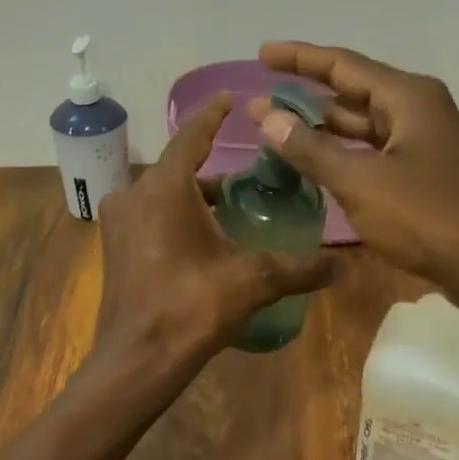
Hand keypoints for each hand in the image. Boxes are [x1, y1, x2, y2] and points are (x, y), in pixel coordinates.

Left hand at [93, 92, 332, 377]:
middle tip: (251, 169)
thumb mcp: (252, 281)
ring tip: (235, 204)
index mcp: (163, 189)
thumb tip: (342, 266)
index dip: (213, 116)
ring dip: (195, 196)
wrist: (138, 360)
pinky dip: (177, 216)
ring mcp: (119, 224)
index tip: (230, 100)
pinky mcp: (116, 250)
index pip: (190, 137)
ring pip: (163, 195)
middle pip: (178, 169)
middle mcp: (133, 196)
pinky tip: (207, 237)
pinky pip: (151, 217)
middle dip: (212, 166)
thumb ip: (298, 268)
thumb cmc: (191, 307)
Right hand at [248, 42, 458, 285]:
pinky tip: (314, 159)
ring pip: (362, 122)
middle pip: (353, 89)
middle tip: (262, 96)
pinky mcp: (421, 168)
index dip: (300, 58)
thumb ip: (311, 148)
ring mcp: (421, 139)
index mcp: (407, 97)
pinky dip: (342, 150)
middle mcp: (416, 108)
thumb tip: (267, 117)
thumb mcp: (360, 182)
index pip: (343, 65)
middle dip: (306, 93)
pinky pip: (372, 147)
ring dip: (322, 125)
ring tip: (277, 127)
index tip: (263, 53)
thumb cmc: (425, 217)